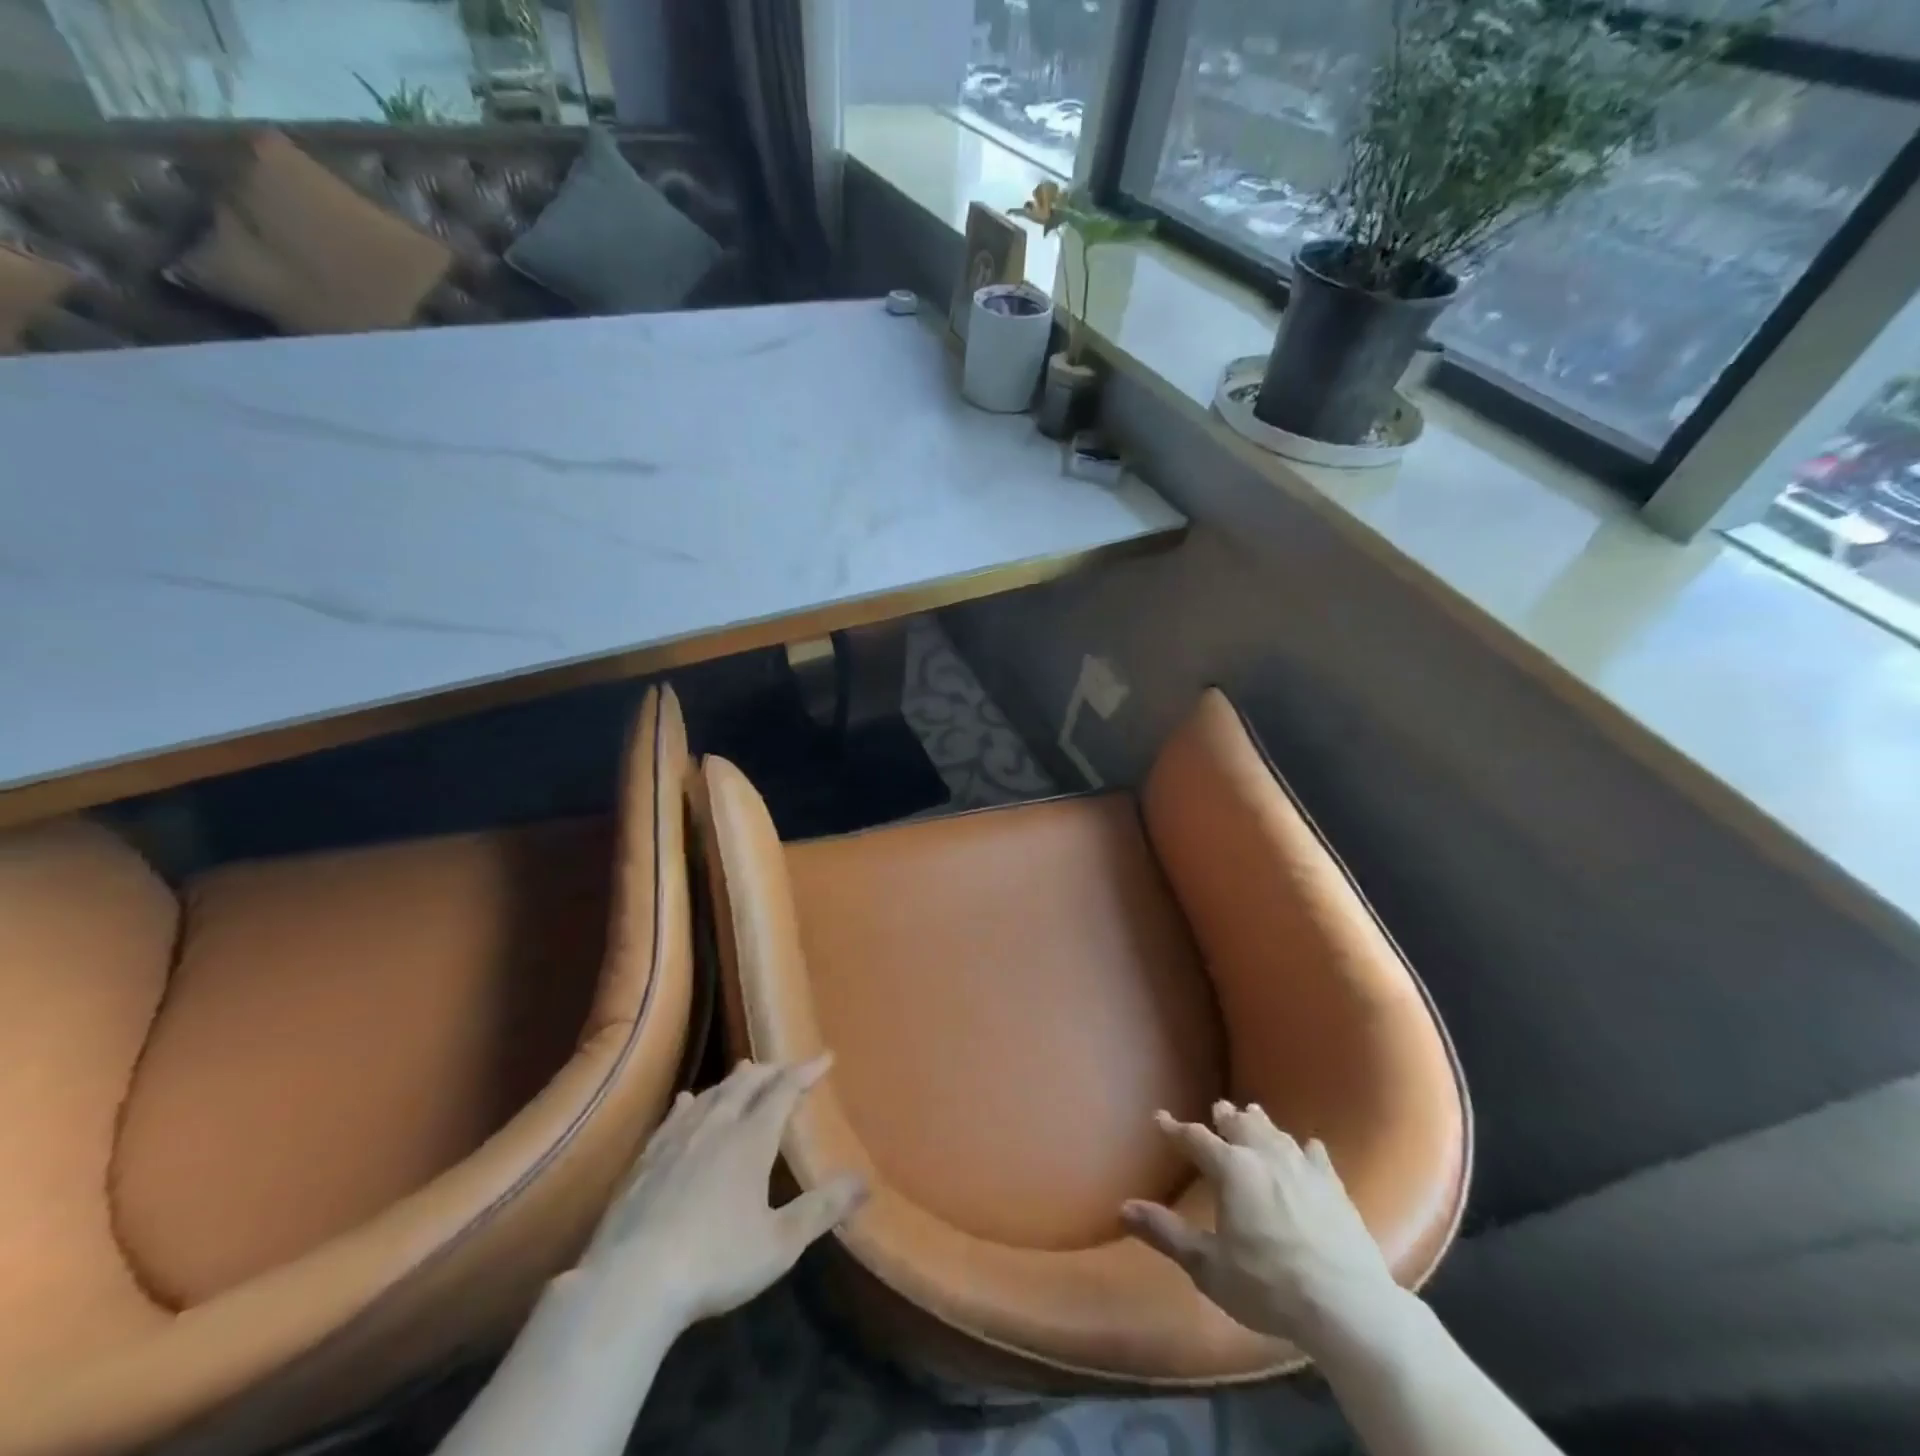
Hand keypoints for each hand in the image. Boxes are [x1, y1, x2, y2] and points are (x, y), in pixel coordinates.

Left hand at [578, 1056, 866, 1326]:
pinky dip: (691, 1102)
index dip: (806, 1071)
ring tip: (746, 1070)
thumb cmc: (715, 1261)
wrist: (629, 1283)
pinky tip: (688, 1100)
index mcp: (752, 1139)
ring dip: (734, 1080)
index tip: (825, 1057)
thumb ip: (822, 1208)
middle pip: (747, 1083)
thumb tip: (864, 1182)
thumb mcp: (780, 1243)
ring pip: (712, 1094)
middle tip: (787, 1067)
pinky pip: (675, 1116)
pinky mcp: (646, 1160)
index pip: (785, 1090)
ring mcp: (677, 1140)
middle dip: (771, 1071)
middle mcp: (716, 1126)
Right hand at [1121, 1100, 1408, 1360]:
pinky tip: (1308, 1147)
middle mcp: (1264, 1156)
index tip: (1160, 1117)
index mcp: (1231, 1169)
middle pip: (1240, 1125)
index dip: (1175, 1129)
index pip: (1195, 1138)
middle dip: (1224, 1117)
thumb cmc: (1268, 1285)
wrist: (1347, 1306)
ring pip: (1275, 1133)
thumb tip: (1124, 1207)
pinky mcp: (1334, 1188)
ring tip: (1252, 1114)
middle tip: (1217, 1109)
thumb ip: (1166, 1233)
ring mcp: (1303, 1168)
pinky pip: (1316, 1156)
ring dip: (1260, 1123)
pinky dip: (1306, 1148)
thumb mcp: (1208, 1266)